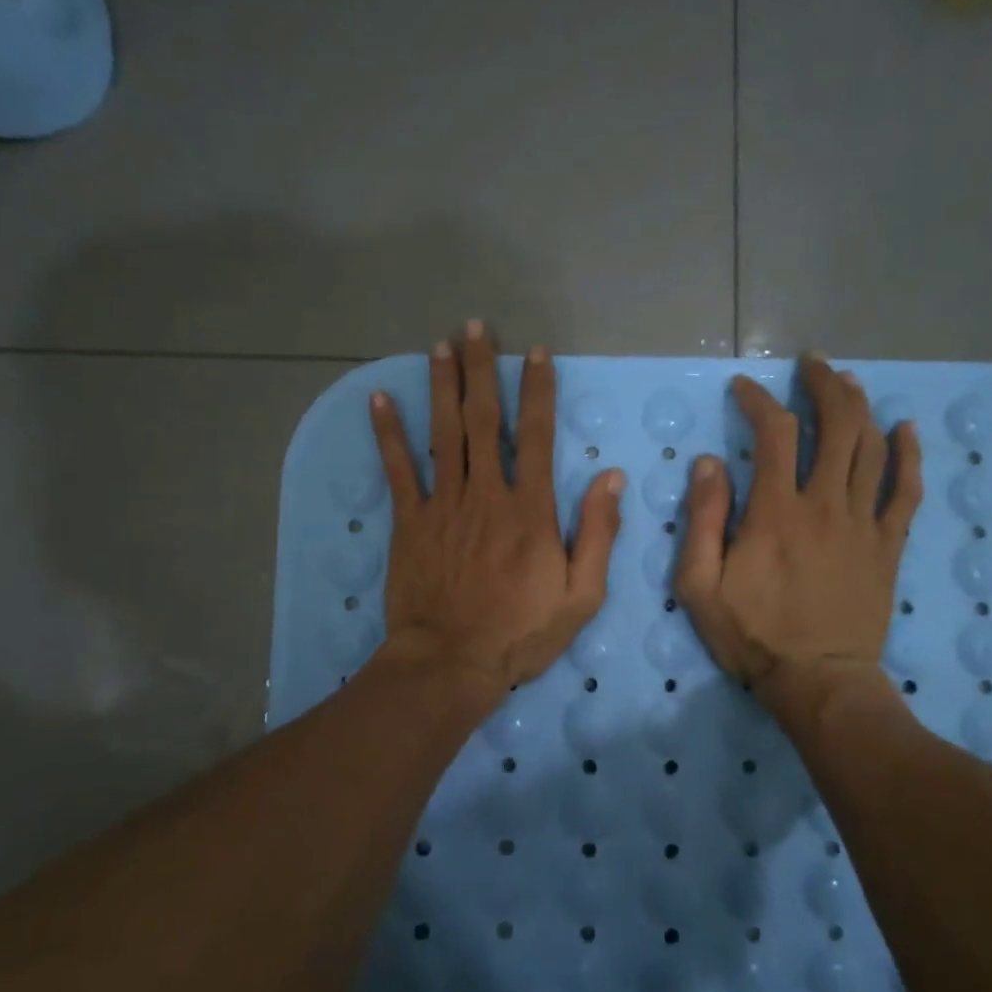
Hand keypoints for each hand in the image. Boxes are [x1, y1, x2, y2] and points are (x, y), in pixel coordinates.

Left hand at [367, 321, 624, 703]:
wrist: (451, 662)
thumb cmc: (521, 633)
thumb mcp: (581, 594)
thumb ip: (598, 533)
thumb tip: (610, 477)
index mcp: (530, 510)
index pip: (537, 435)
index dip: (536, 390)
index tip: (533, 352)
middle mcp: (486, 494)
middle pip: (484, 421)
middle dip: (480, 370)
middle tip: (474, 328)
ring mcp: (443, 505)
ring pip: (443, 434)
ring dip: (442, 387)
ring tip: (440, 346)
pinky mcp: (410, 522)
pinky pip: (398, 470)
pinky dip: (388, 433)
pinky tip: (381, 399)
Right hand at [674, 357, 922, 717]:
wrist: (818, 681)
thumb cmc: (752, 635)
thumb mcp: (699, 585)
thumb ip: (702, 520)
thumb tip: (708, 464)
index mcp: (776, 511)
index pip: (774, 434)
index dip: (759, 401)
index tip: (745, 389)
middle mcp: (825, 504)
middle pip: (836, 425)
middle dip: (823, 385)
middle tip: (810, 366)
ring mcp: (864, 523)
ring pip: (872, 447)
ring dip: (861, 406)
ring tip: (847, 382)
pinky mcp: (889, 545)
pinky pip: (908, 491)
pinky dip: (910, 455)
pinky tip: (906, 429)